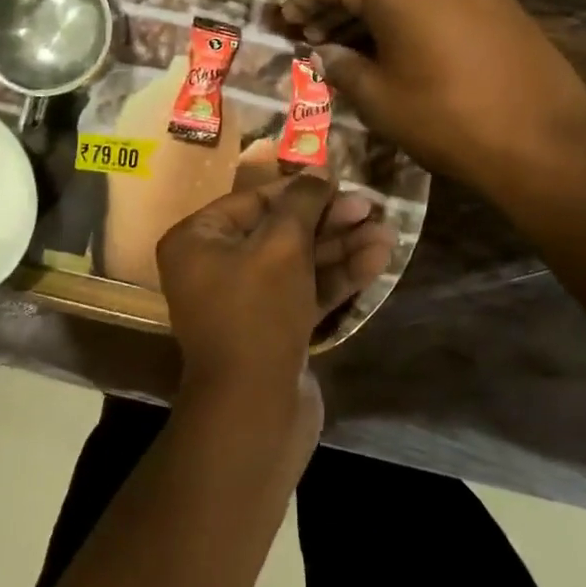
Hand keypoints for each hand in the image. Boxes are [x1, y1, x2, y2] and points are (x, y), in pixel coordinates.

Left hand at [157, 173, 393, 422]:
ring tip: (387, 232)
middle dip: (327, 220)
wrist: (255, 412)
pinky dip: (337, 276)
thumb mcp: (281, 247)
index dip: (300, 191)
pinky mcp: (274, 329)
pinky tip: (377, 260)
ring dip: (341, 247)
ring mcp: (246, 301)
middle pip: (279, 230)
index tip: (341, 183)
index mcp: (198, 241)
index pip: (253, 201)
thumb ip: (302, 204)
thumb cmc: (258, 313)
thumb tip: (319, 173)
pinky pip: (305, 291)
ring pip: (298, 262)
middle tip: (372, 208)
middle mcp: (215, 266)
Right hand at [281, 0, 585, 204]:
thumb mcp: (379, 98)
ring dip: (373, 9)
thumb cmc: (447, 119)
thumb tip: (325, 52)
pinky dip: (408, 11)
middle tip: (314, 36)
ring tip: (350, 44)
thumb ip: (342, 65)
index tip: (288, 21)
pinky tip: (396, 42)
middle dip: (337, 4)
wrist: (544, 140)